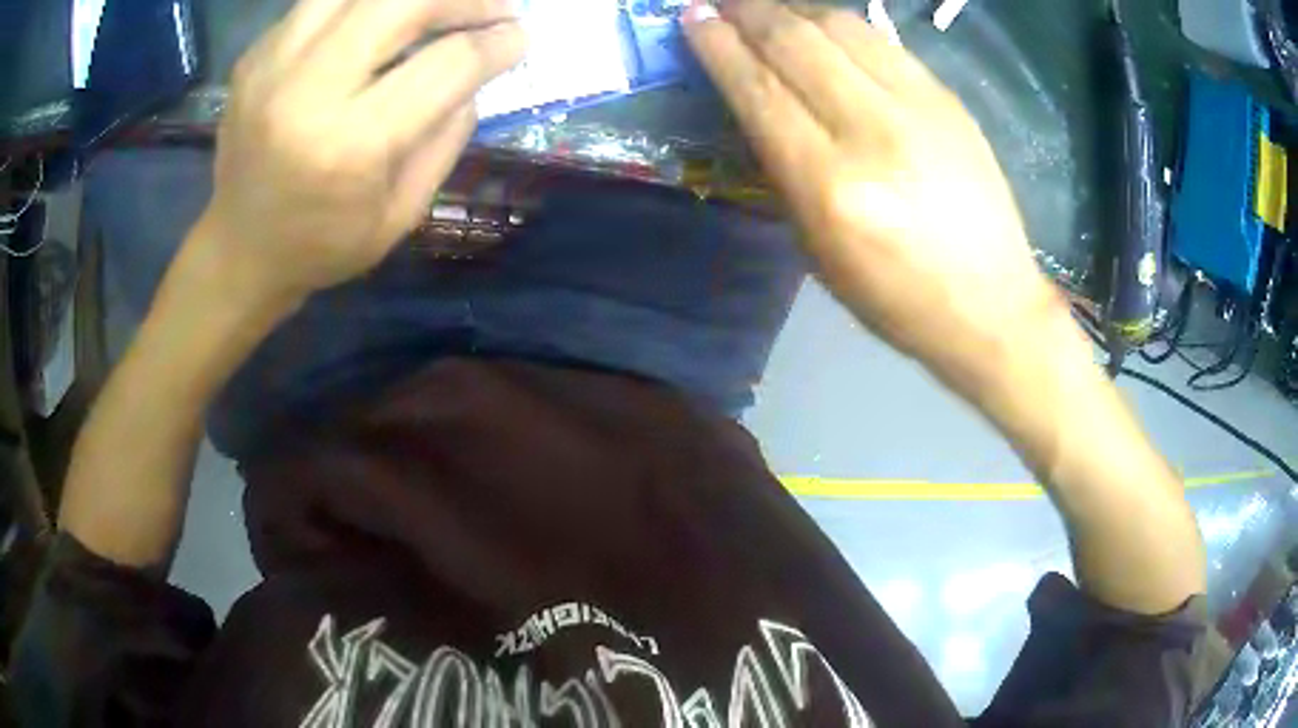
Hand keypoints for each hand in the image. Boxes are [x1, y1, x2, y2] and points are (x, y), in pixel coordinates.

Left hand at [194, 0, 525, 312]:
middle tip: (492, 9)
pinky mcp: (255, 55)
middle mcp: (306, 90)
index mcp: (351, 145)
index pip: (447, 63)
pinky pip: (324, 2)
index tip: (519, 38)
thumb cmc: (322, 245)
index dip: (498, 42)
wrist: (239, 250)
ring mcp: (272, 65)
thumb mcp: (401, 213)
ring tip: (436, 9)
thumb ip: (446, 137)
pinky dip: (364, 5)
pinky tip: (380, 24)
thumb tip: (476, 72)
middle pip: (402, 1)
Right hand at [683, 0, 1065, 392]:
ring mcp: (918, 109)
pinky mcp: (948, 101)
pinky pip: (882, 42)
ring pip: (840, 28)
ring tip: (767, 8)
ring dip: (792, 8)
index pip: (759, 90)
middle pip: (795, 44)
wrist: (991, 304)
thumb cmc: (896, 297)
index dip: (718, 45)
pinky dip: (841, 24)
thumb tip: (756, 102)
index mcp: (830, 186)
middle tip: (721, 2)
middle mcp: (871, 132)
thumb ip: (783, 168)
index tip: (693, 18)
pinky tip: (822, 24)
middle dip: (748, 12)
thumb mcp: (818, 250)